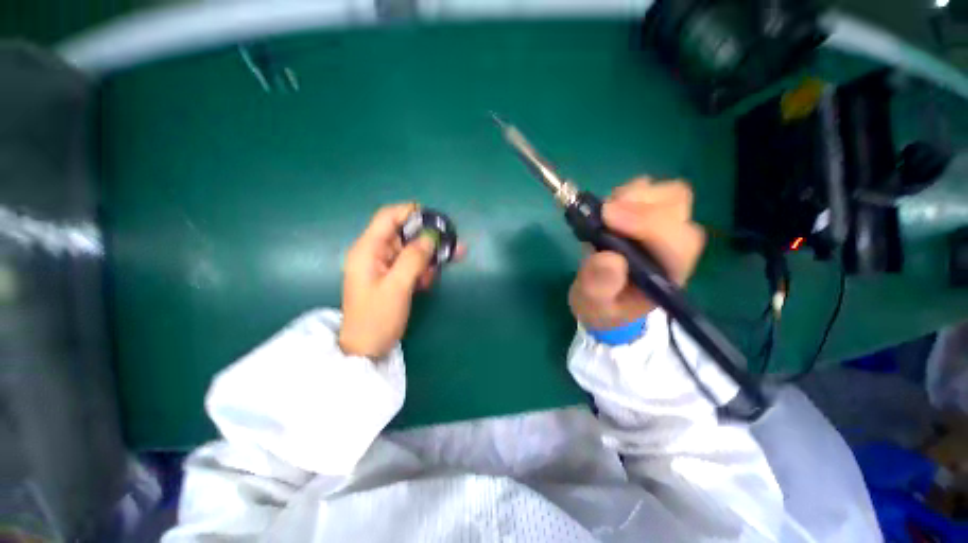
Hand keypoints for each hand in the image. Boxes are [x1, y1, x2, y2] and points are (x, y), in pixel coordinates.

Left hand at [339, 203, 461, 357]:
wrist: (367, 349)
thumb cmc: (377, 318)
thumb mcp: (397, 286)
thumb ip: (414, 258)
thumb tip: (431, 236)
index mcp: (367, 249)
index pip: (388, 217)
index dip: (411, 213)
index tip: (436, 220)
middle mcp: (375, 252)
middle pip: (404, 234)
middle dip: (428, 240)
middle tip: (451, 247)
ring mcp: (384, 265)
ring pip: (411, 250)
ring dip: (428, 258)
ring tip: (436, 273)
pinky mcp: (393, 276)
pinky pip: (411, 264)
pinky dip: (422, 270)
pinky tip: (426, 283)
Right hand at [569, 178, 705, 330]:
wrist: (604, 302)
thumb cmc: (602, 307)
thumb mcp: (593, 305)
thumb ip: (600, 287)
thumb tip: (609, 257)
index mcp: (666, 276)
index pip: (676, 242)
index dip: (647, 223)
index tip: (607, 217)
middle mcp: (673, 249)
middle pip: (679, 208)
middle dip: (641, 205)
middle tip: (604, 214)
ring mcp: (663, 230)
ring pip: (670, 194)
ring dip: (634, 196)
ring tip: (605, 214)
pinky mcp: (648, 218)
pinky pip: (650, 190)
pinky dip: (628, 192)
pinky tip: (609, 210)